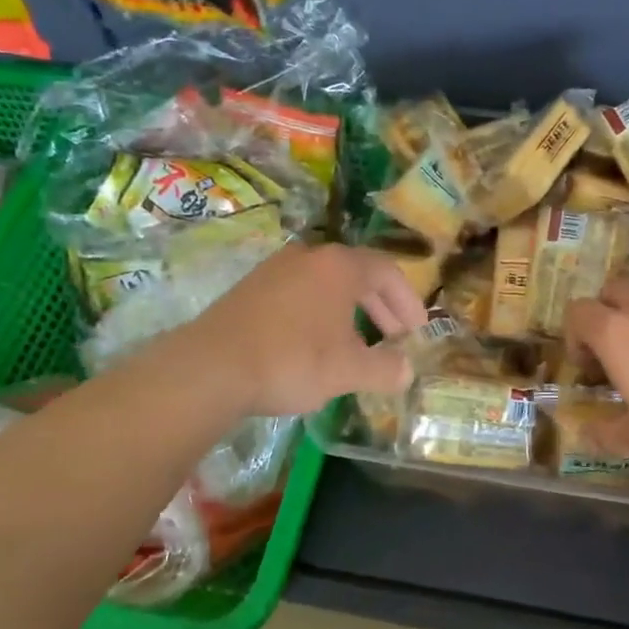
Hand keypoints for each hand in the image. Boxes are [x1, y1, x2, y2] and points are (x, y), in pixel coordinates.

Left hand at [198, 243, 428, 415]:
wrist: (210, 367)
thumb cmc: (292, 360)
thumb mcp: (348, 371)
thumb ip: (384, 369)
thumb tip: (405, 372)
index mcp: (339, 267)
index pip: (387, 272)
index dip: (408, 301)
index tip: (417, 329)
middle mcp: (308, 256)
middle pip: (357, 274)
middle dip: (381, 307)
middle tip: (395, 336)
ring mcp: (274, 270)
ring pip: (325, 285)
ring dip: (350, 311)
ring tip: (358, 343)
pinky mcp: (249, 289)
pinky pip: (299, 294)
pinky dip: (319, 314)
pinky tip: (315, 344)